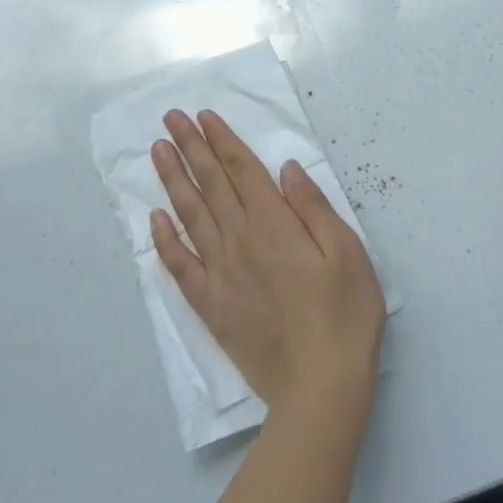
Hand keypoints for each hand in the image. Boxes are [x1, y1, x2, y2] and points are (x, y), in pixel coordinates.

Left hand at [151, 109, 386, 417]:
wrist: (319, 386)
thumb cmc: (344, 315)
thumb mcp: (348, 253)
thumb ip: (313, 207)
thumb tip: (286, 168)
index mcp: (275, 225)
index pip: (242, 171)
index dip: (222, 140)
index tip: (203, 116)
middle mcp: (241, 241)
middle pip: (212, 185)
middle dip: (191, 148)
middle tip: (170, 118)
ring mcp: (221, 274)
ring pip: (191, 216)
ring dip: (173, 180)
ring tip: (157, 151)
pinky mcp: (211, 306)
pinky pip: (180, 266)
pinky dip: (165, 240)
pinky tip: (155, 219)